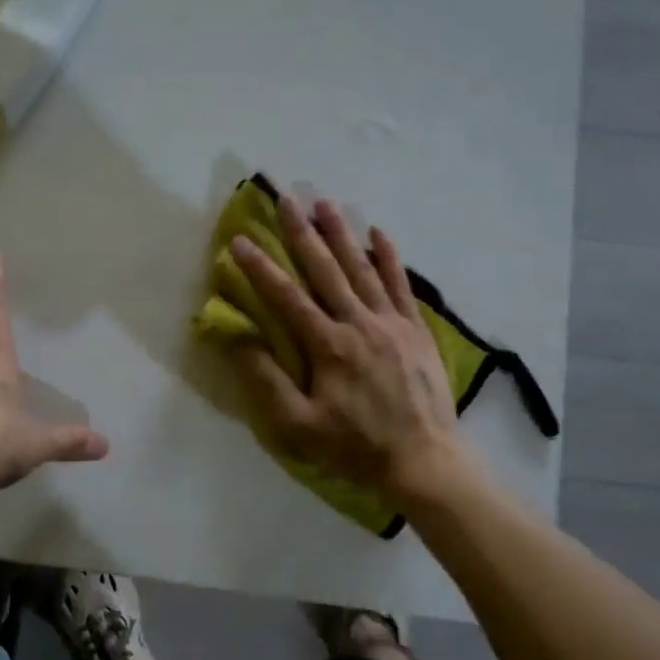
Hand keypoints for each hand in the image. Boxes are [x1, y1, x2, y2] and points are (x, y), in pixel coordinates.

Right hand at [227, 196, 479, 506]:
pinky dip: (390, 258)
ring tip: (325, 202)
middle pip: (326, 269)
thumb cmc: (355, 447)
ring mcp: (391, 323)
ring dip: (342, 234)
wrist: (424, 460)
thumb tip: (235, 339)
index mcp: (328, 345)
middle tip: (287, 198)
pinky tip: (380, 233)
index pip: (287, 297)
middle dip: (302, 232)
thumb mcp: (299, 425)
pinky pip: (401, 285)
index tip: (240, 240)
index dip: (260, 267)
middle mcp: (359, 323)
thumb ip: (266, 381)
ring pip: (362, 268)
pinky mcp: (416, 330)